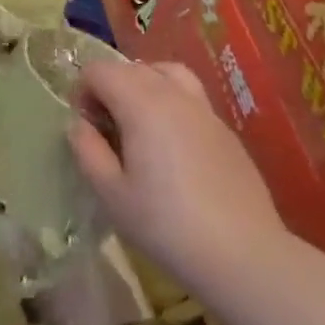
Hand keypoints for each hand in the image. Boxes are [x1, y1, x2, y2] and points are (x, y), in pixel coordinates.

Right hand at [68, 57, 284, 289]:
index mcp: (140, 103)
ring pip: (165, 73)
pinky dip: (170, 104)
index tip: (83, 126)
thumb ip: (88, 150)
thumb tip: (79, 124)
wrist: (244, 256)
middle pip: (131, 68)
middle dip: (109, 87)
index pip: (99, 70)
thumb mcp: (112, 194)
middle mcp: (173, 94)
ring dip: (143, 86)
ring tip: (138, 122)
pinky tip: (172, 147)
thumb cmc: (167, 225)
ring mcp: (204, 109)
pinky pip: (189, 98)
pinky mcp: (225, 130)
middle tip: (104, 129)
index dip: (82, 90)